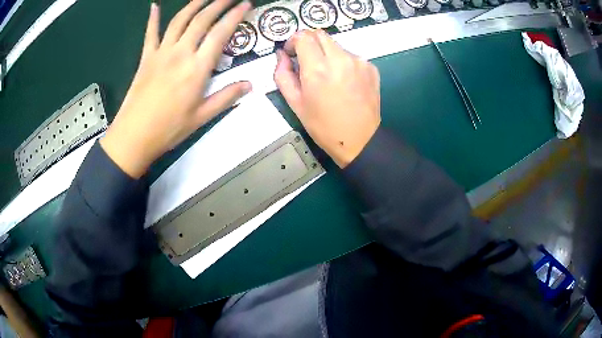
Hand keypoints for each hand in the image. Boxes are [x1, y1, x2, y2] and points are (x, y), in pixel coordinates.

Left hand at [100, 0, 251, 177]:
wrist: (134, 136)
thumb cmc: (169, 129)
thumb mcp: (202, 117)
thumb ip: (226, 97)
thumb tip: (249, 84)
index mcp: (197, 68)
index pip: (221, 33)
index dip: (235, 16)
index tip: (246, 5)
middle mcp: (181, 53)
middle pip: (202, 20)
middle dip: (218, 3)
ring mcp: (161, 52)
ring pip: (180, 20)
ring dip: (194, 4)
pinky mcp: (146, 57)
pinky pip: (150, 33)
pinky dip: (152, 18)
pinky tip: (154, 6)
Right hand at [274, 30, 380, 167]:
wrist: (360, 140)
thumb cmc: (323, 126)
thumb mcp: (295, 103)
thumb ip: (283, 75)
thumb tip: (281, 56)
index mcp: (318, 68)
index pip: (303, 36)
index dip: (293, 41)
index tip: (291, 52)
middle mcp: (340, 59)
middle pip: (320, 34)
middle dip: (309, 42)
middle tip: (306, 60)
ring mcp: (359, 62)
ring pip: (336, 45)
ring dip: (327, 53)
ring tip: (327, 75)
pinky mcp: (371, 67)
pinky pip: (351, 56)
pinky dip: (343, 62)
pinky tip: (344, 81)